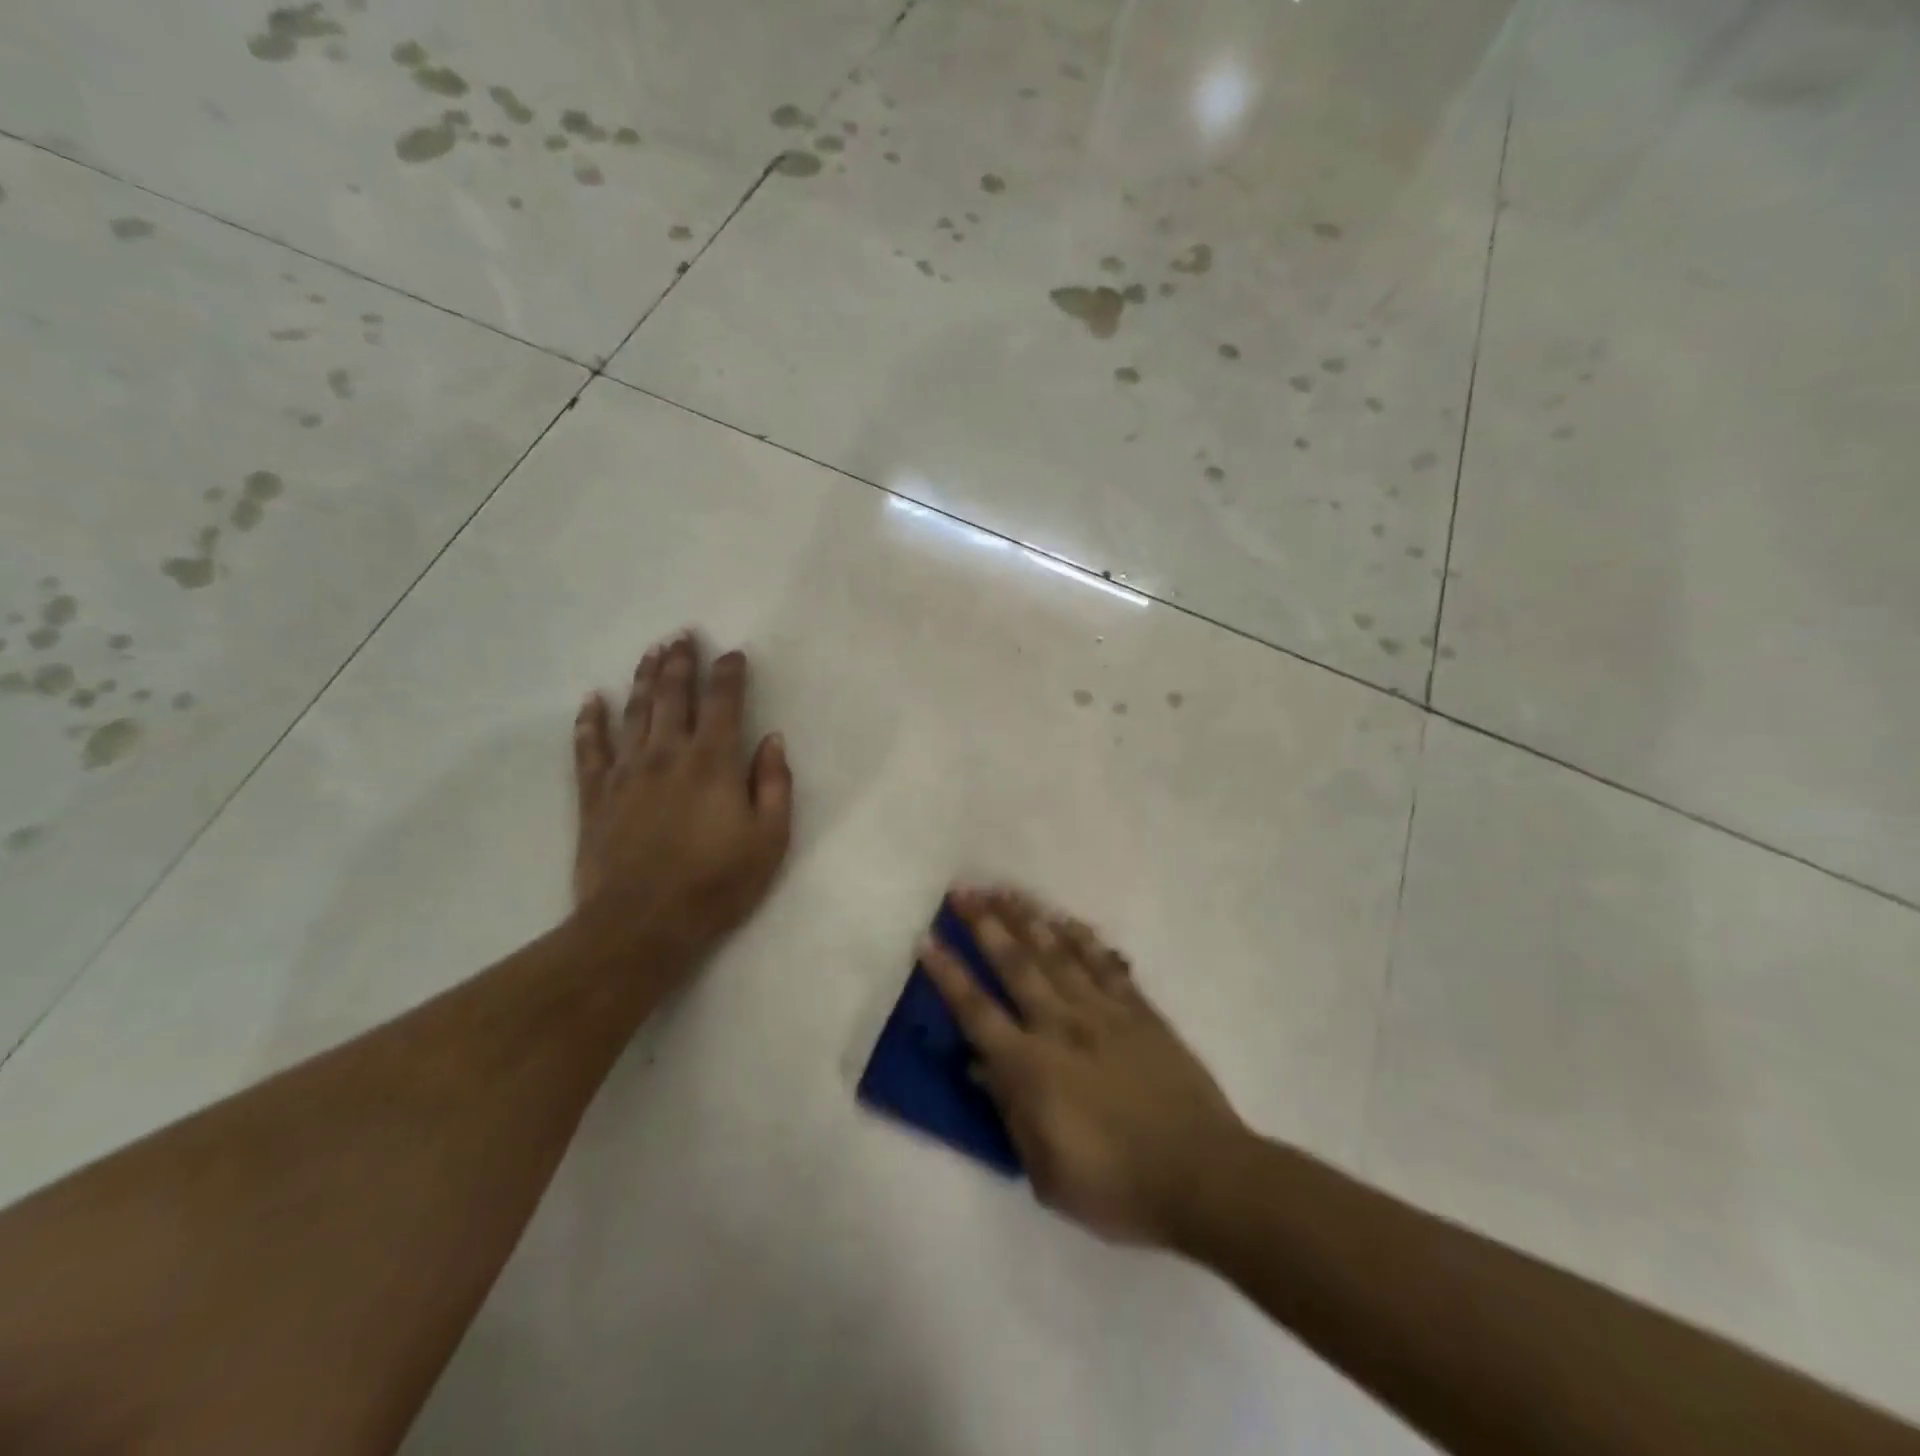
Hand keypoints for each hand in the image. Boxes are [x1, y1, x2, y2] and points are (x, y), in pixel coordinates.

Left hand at [571, 631, 793, 962]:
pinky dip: (590, 722)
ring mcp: (626, 772)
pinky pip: (589, 749)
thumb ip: (774, 784)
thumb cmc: (717, 884)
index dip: (729, 674)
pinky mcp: (595, 796)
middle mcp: (668, 754)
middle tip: (682, 634)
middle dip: (680, 662)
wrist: (642, 925)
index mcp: (713, 762)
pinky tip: (592, 700)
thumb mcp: (769, 839)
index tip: (733, 654)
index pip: (724, 703)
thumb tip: (772, 739)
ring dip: (644, 678)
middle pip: (674, 696)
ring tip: (651, 652)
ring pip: (635, 712)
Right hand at [919, 885, 1246, 1245]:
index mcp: (1032, 1068)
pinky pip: (1106, 965)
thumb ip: (1011, 1113)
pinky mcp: (1140, 1012)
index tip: (928, 939)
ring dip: (1029, 919)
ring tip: (1006, 889)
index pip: (977, 1012)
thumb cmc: (1117, 1187)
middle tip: (963, 890)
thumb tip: (979, 1067)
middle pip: (1016, 965)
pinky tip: (1067, 919)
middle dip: (985, 924)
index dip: (949, 974)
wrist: (1203, 1176)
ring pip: (1058, 954)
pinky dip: (1084, 939)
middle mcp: (1062, 1027)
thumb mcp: (1047, 1173)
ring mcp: (1104, 1013)